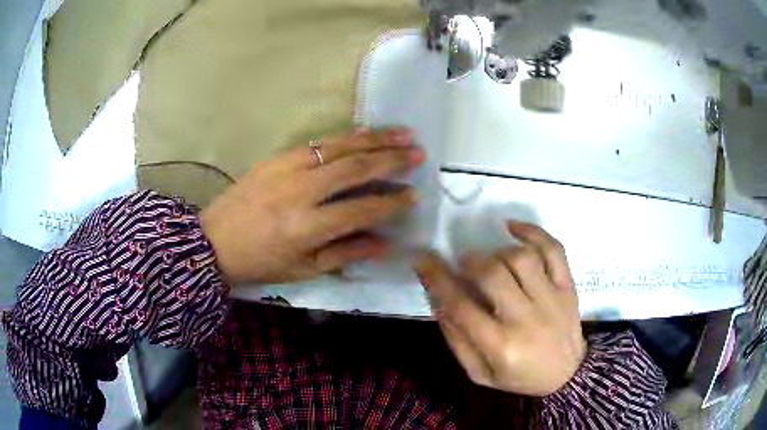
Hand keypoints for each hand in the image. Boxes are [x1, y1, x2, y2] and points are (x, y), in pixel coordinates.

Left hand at [201, 128, 423, 284]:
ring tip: (403, 133)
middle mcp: (300, 191)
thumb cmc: (261, 262)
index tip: (413, 196)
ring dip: (375, 138)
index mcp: (307, 227)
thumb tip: (386, 243)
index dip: (391, 203)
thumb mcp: (304, 269)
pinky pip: (319, 142)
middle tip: (418, 154)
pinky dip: (347, 136)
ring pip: (340, 147)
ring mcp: (287, 168)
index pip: (361, 208)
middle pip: (355, 168)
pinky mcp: (277, 157)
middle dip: (392, 160)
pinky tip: (366, 133)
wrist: (214, 241)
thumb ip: (346, 253)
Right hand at [415, 222, 585, 396]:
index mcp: (500, 345)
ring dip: (498, 252)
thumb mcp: (480, 373)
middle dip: (470, 262)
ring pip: (522, 258)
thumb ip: (457, 339)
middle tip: (463, 264)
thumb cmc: (519, 376)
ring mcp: (551, 299)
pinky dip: (533, 232)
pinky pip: (554, 250)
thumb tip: (438, 300)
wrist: (566, 375)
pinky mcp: (567, 287)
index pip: (461, 305)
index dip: (436, 278)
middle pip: (493, 274)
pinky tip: (513, 228)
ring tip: (492, 260)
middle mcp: (526, 318)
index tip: (422, 258)